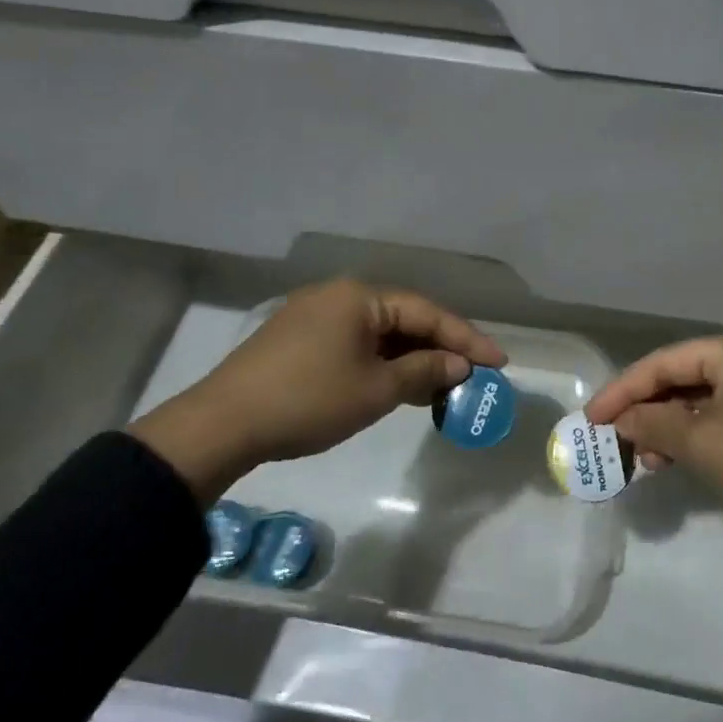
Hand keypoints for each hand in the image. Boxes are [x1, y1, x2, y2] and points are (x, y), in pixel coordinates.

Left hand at [131, 278, 505, 500]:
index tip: (499, 362)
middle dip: (440, 348)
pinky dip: (382, 363)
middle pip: (404, 319)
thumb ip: (424, 370)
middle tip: (474, 375)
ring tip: (443, 386)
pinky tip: (400, 385)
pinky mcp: (299, 339)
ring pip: (380, 334)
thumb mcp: (376, 389)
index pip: (427, 312)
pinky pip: (356, 344)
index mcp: (360, 296)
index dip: (466, 339)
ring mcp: (315, 316)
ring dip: (412, 358)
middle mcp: (339, 296)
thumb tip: (459, 364)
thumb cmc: (309, 400)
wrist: (223, 425)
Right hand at [586, 330, 722, 624]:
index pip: (665, 361)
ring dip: (671, 428)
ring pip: (704, 401)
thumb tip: (622, 421)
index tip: (590, 418)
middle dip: (648, 411)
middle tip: (616, 441)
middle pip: (684, 377)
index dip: (623, 390)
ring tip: (647, 462)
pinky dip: (699, 437)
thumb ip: (654, 426)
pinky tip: (679, 461)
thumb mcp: (704, 444)